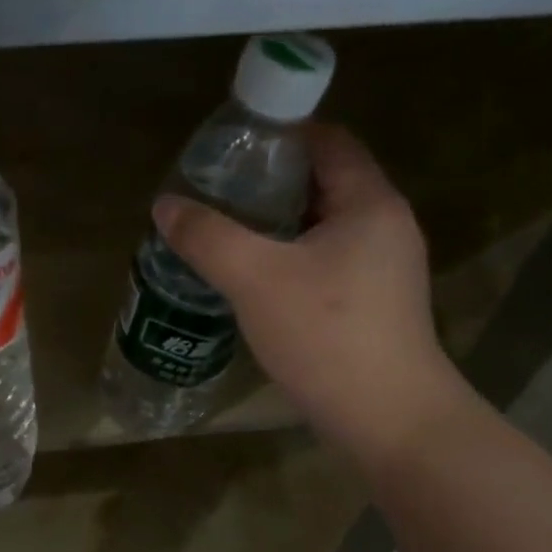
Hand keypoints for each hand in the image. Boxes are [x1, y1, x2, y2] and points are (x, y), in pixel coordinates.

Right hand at [153, 122, 471, 469]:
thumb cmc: (326, 335)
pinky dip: (289, 261)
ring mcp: (383, 271)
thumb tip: (165, 205)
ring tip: (225, 233)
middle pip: (323, 184)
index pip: (328, 142)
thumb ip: (208, 237)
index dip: (281, 133)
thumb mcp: (255, 279)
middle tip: (217, 192)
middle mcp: (384, 227)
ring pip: (322, 230)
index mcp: (369, 203)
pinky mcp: (372, 307)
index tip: (231, 145)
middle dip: (269, 183)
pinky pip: (325, 265)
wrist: (386, 418)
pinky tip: (252, 281)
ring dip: (276, 227)